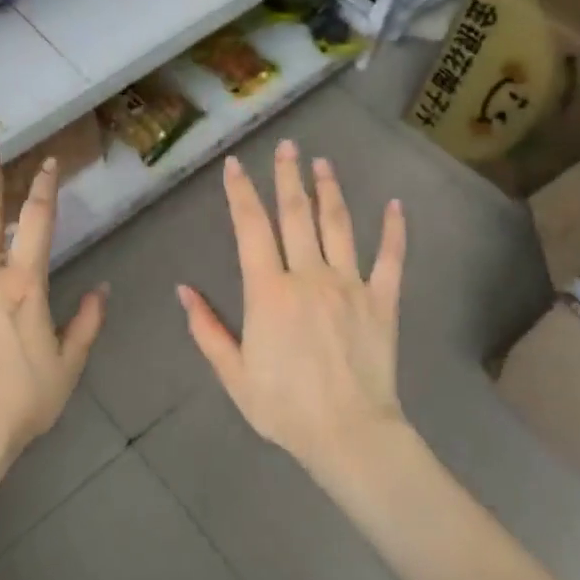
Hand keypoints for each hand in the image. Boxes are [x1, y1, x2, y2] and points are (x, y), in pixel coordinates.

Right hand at [178, 141, 408, 471]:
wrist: (348, 434)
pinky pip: (391, 259)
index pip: (251, 228)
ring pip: (339, 226)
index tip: (235, 166)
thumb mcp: (232, 373)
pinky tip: (395, 205)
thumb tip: (184, 290)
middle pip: (296, 215)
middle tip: (288, 145)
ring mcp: (350, 285)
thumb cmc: (283, 407)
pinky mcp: (383, 301)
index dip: (241, 193)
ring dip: (330, 191)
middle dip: (288, 177)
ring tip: (323, 164)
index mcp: (268, 291)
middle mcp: (309, 276)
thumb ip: (207, 328)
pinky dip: (394, 230)